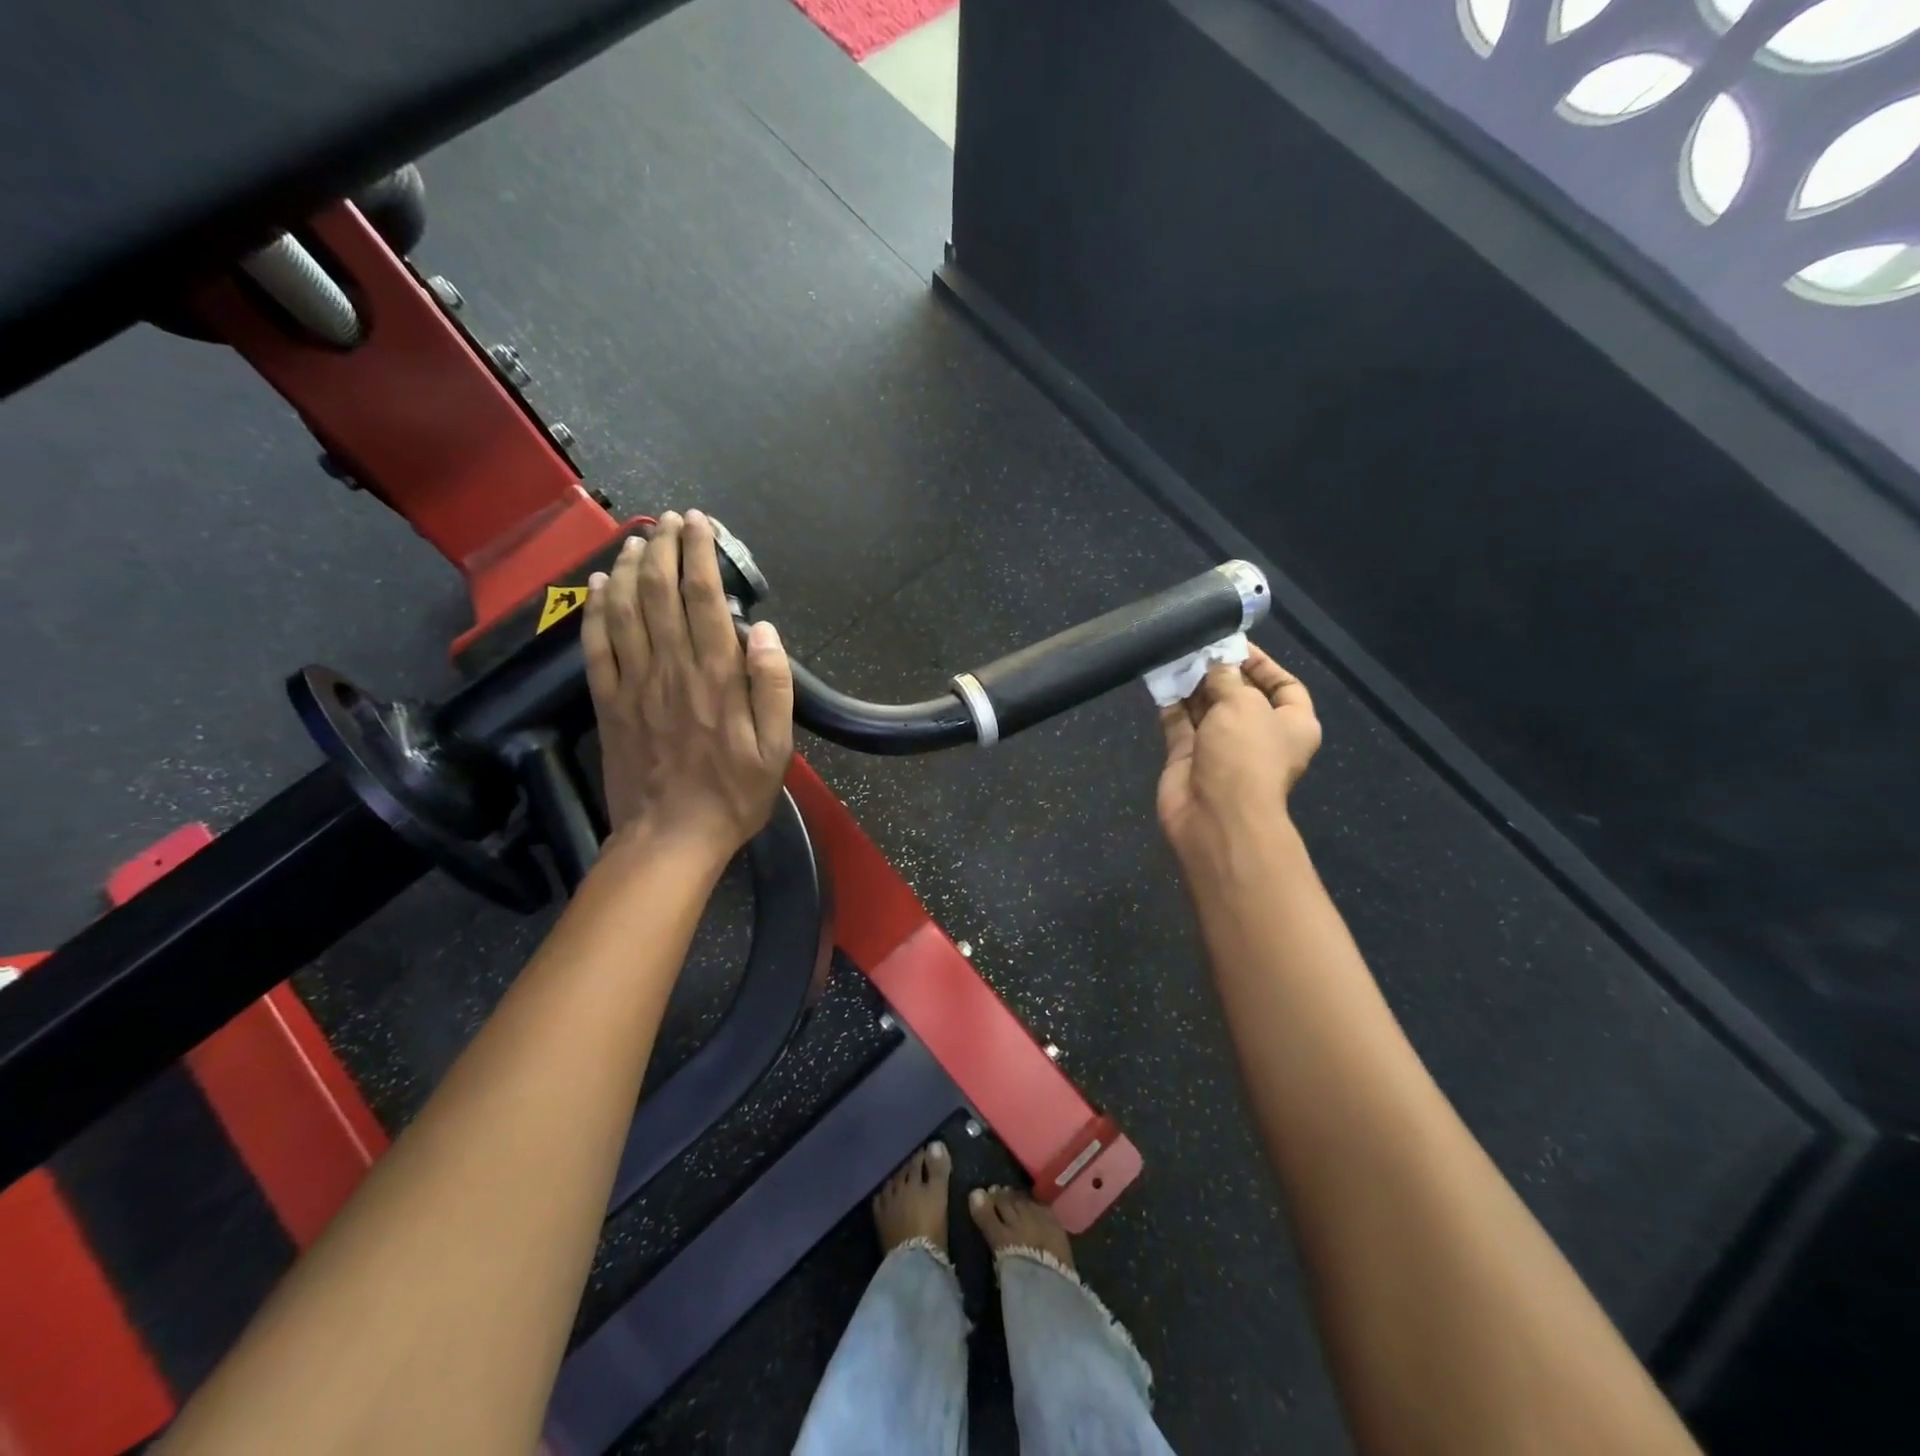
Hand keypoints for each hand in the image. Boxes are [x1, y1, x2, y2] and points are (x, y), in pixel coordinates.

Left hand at [582, 510, 793, 862]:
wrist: (670, 838)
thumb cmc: (733, 795)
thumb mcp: (776, 749)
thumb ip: (772, 687)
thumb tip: (762, 631)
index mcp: (716, 678)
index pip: (705, 601)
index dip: (700, 556)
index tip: (699, 525)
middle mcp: (671, 670)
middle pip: (662, 594)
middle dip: (666, 549)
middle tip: (669, 519)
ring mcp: (633, 684)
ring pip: (626, 611)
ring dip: (631, 569)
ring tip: (638, 539)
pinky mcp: (608, 703)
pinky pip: (596, 647)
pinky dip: (595, 611)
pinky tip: (600, 586)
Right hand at [1157, 644, 1321, 870]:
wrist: (1216, 816)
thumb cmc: (1245, 755)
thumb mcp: (1244, 704)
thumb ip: (1226, 678)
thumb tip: (1214, 663)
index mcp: (1292, 724)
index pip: (1284, 685)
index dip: (1261, 663)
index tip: (1233, 643)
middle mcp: (1258, 735)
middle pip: (1240, 694)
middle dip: (1219, 670)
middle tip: (1197, 644)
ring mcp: (1221, 748)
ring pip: (1206, 708)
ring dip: (1192, 683)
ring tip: (1175, 654)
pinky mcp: (1189, 758)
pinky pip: (1179, 724)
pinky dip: (1170, 703)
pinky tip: (1159, 678)